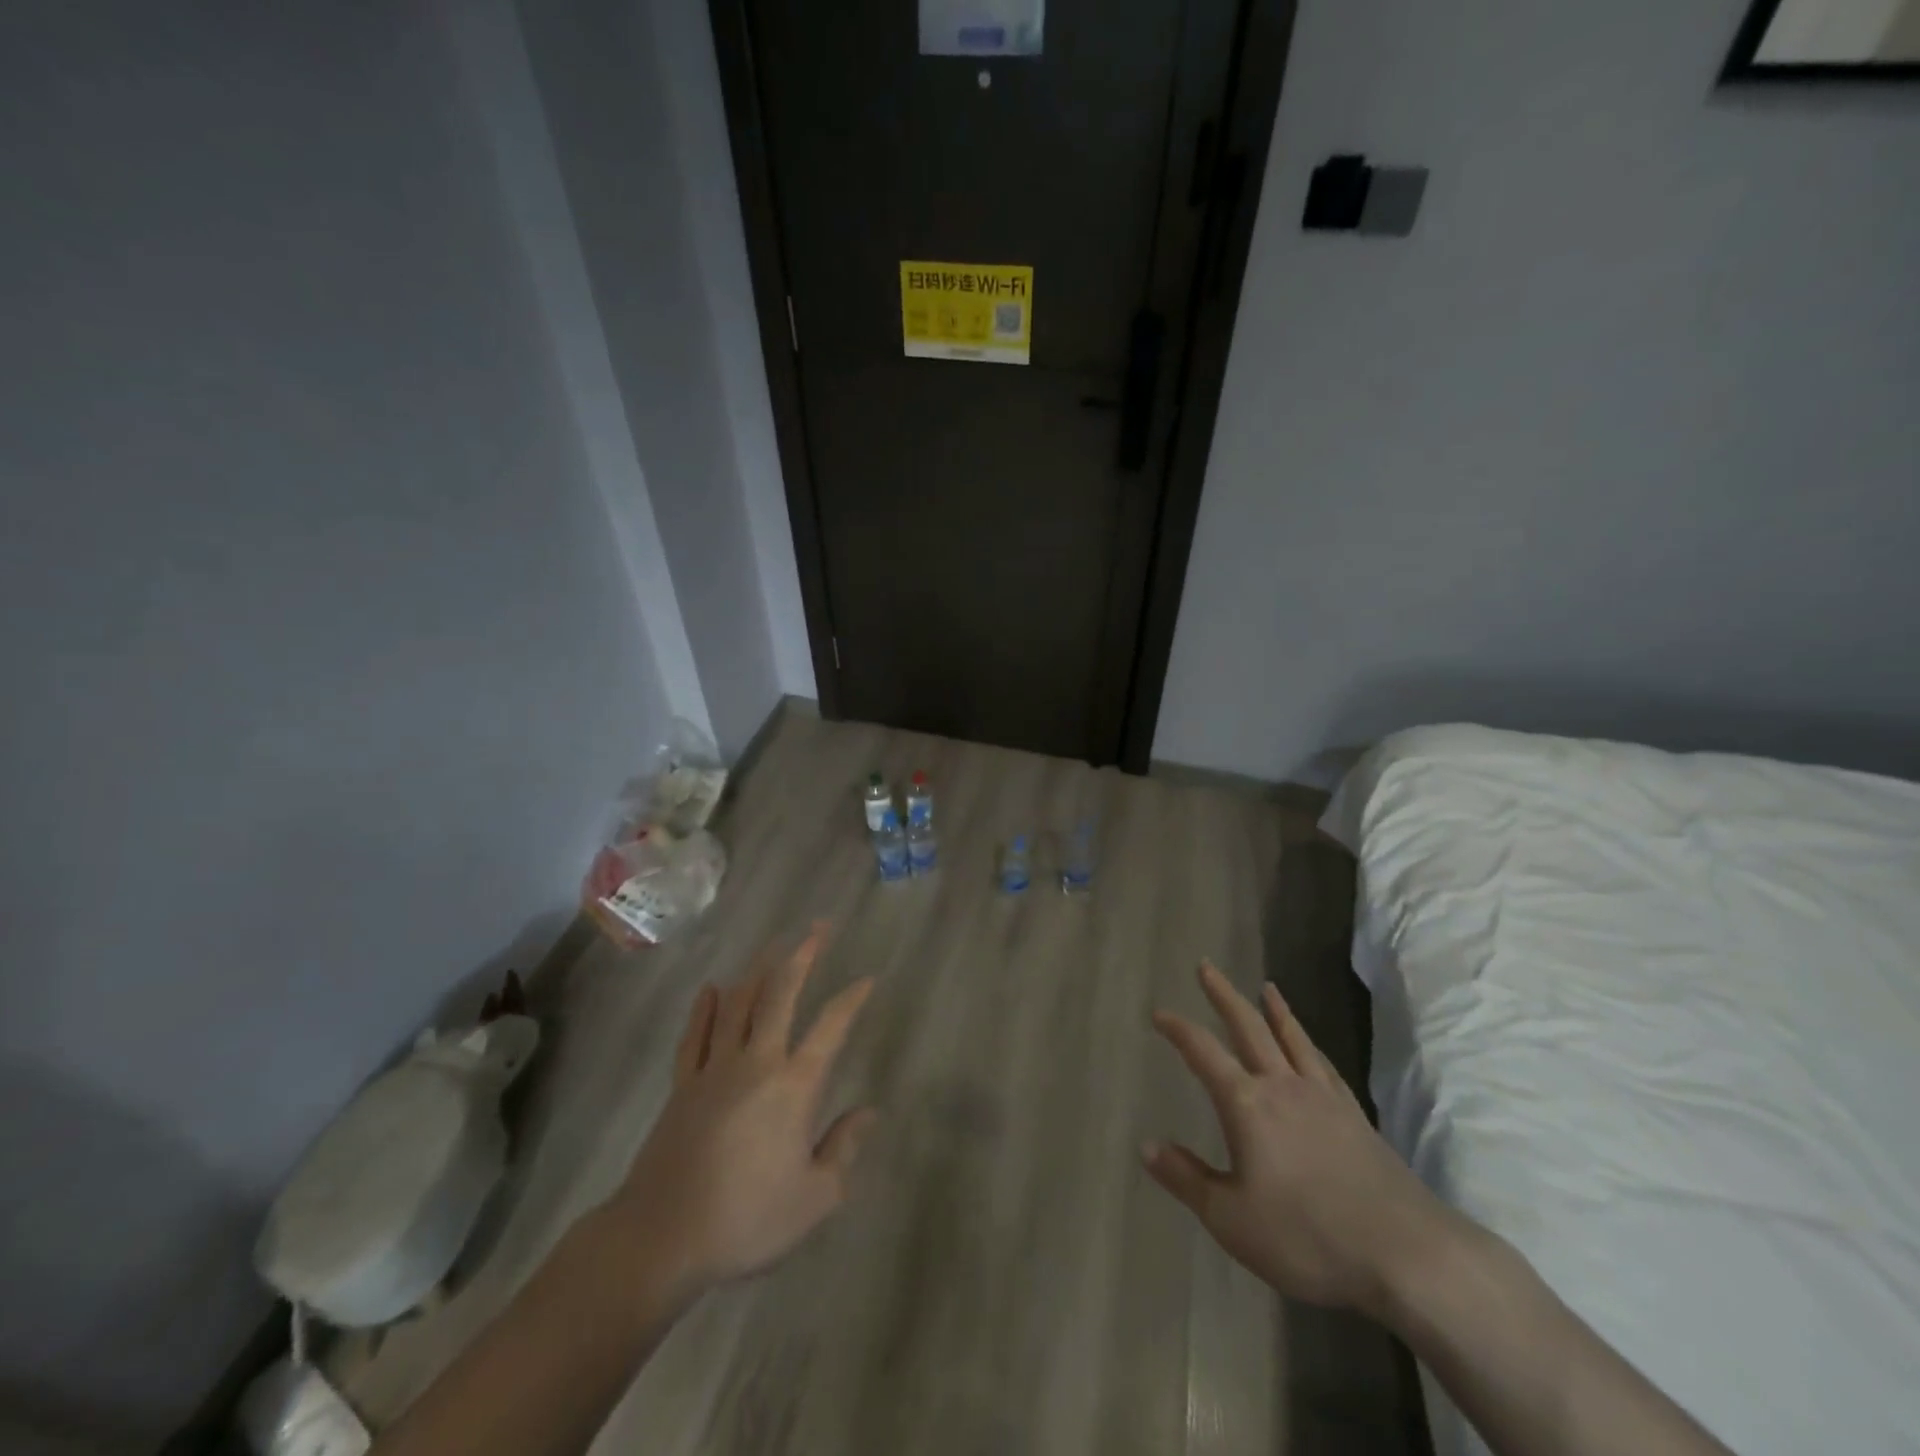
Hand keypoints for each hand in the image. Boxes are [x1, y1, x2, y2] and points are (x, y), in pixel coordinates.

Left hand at [604, 925, 876, 1303]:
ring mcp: (714, 1069)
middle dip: (802, 956)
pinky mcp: (683, 1085)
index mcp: (794, 1086)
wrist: (662, 1238)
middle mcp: (757, 1063)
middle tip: (818, 927)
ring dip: (758, 969)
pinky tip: (712, 987)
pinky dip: (705, 1008)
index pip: (830, 1028)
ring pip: (739, 1004)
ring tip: (773, 943)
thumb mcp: (815, 1198)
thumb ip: (844, 1148)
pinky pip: (696, 1034)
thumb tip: (869, 1112)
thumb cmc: (747, 1220)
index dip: (851, 999)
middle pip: (780, 995)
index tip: (867, 978)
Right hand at [1144, 961, 1452, 1315]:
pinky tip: (1310, 1046)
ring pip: (1292, 1038)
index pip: (1203, 1052)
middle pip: (1249, 1027)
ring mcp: (1323, 1098)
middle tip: (1207, 967)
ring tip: (1266, 986)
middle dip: (1224, 995)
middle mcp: (1282, 1087)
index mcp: (1247, 1104)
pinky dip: (1310, 1045)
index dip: (1178, 1029)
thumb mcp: (1231, 1219)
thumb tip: (1147, 1145)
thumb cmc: (1307, 1237)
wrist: (1406, 1255)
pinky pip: (1324, 1065)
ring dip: (1275, 1010)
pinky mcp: (1355, 1116)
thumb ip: (1187, 1179)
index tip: (1158, 1012)